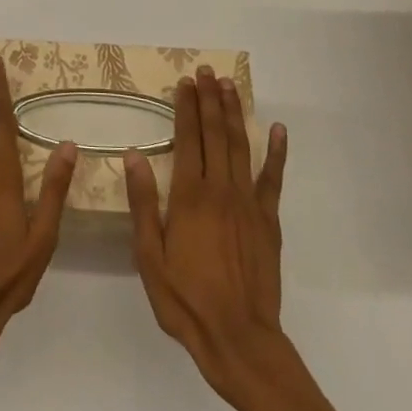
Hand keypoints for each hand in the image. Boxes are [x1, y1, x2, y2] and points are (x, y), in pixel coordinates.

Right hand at [125, 65, 289, 407]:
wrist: (239, 339)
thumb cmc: (186, 300)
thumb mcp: (150, 258)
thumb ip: (144, 204)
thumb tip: (134, 155)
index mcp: (190, 196)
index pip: (187, 139)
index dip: (186, 108)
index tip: (185, 82)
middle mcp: (220, 190)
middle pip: (215, 134)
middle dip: (210, 99)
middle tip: (207, 71)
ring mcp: (248, 203)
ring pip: (241, 146)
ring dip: (235, 113)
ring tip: (230, 85)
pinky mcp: (269, 221)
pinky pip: (273, 179)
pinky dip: (277, 153)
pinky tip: (277, 130)